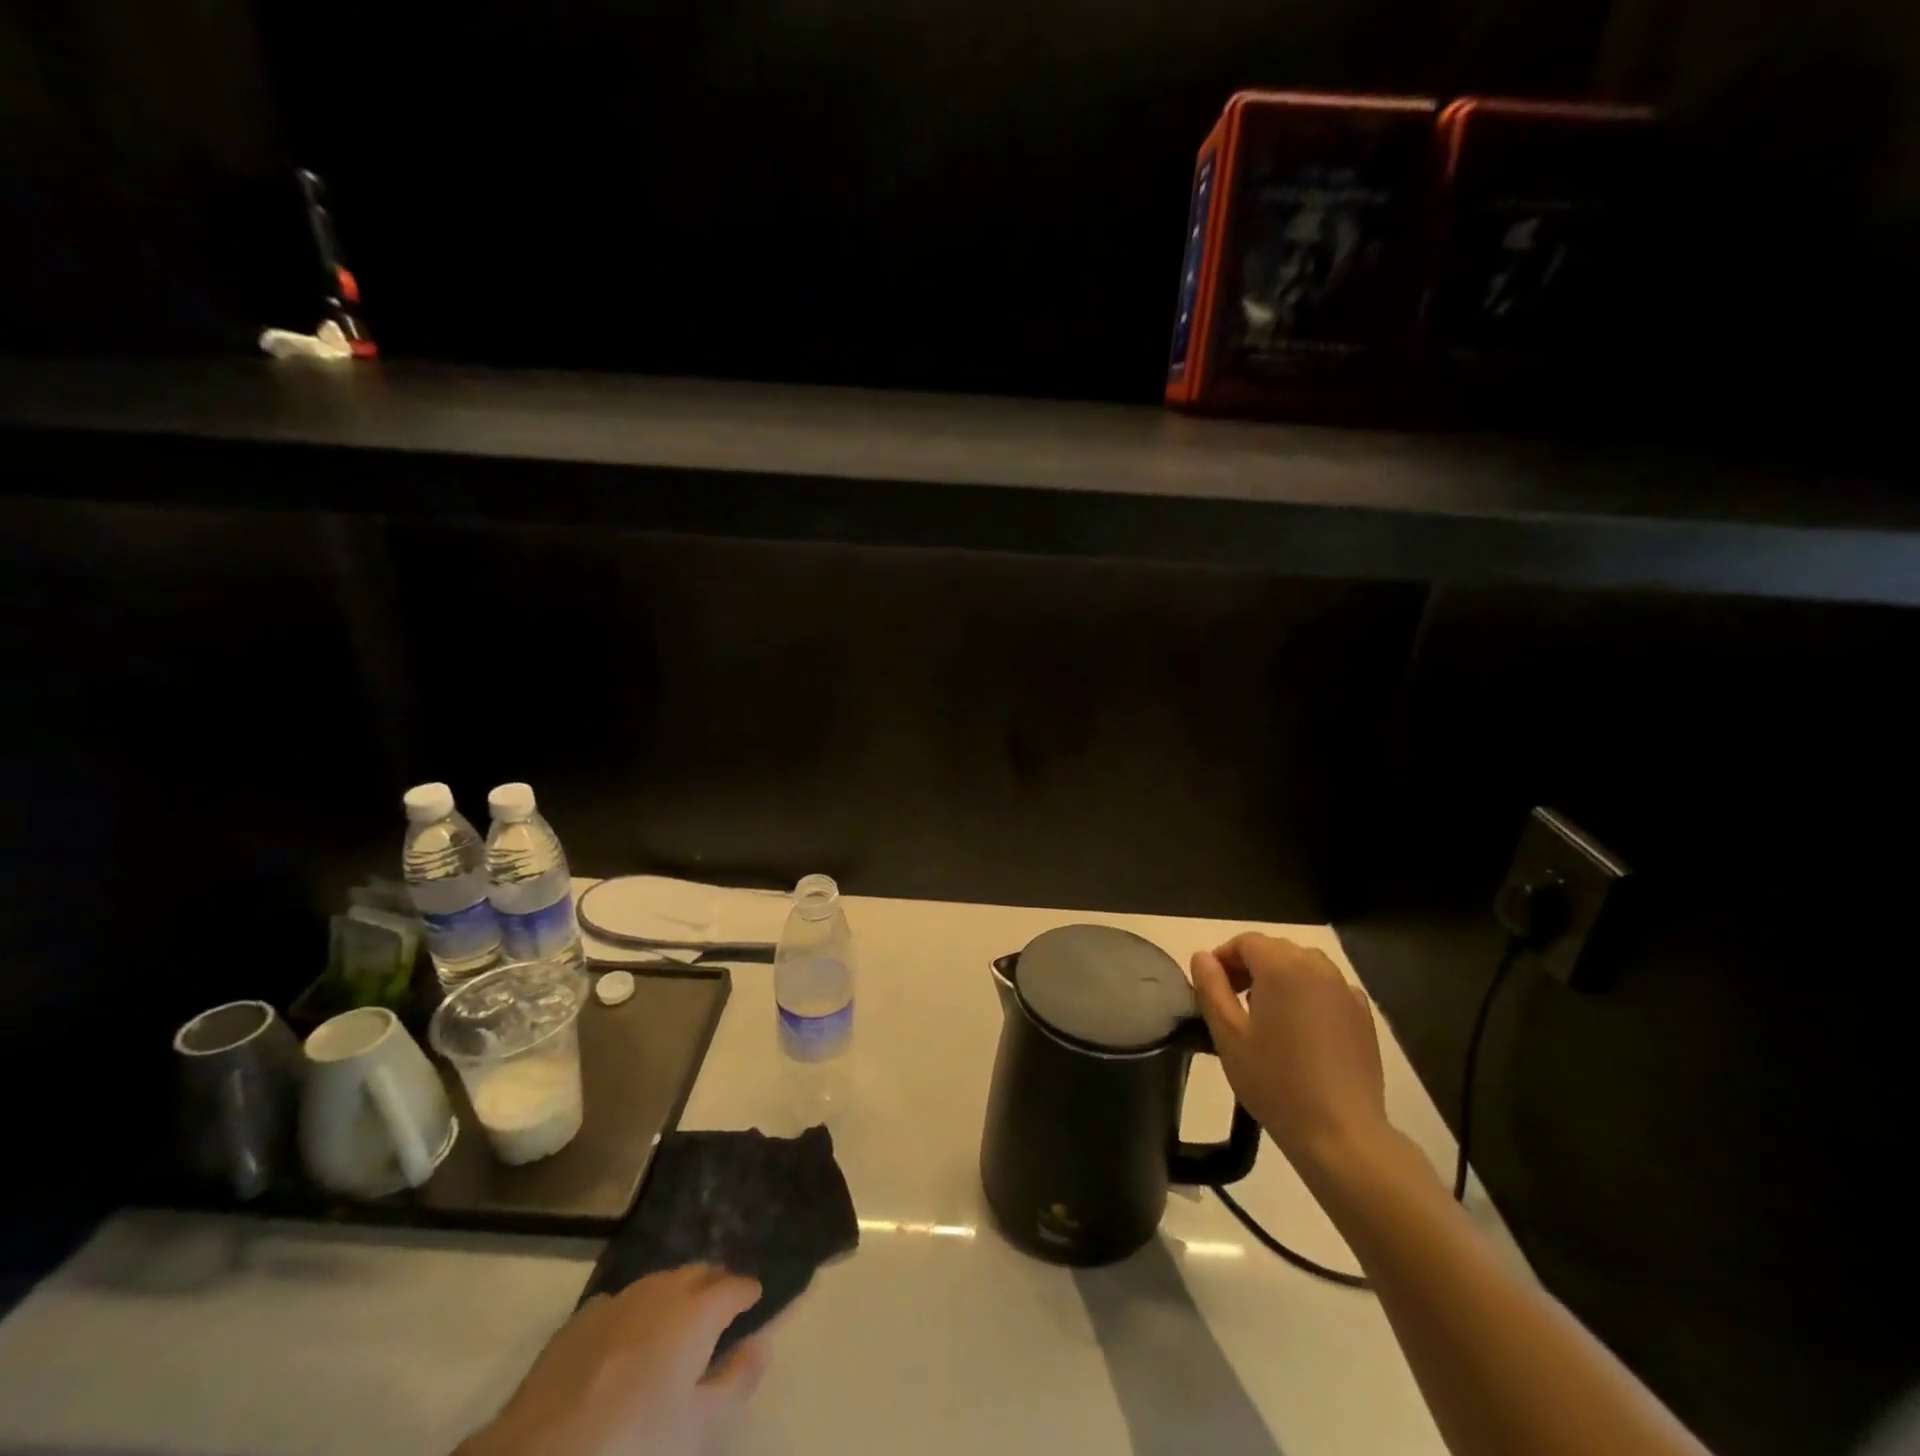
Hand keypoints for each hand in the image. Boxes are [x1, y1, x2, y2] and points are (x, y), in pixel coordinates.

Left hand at [460, 1265, 768, 1455]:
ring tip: (677, 1319)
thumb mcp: (700, 1428)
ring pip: (659, 1282)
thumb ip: (737, 1380)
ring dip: (675, 1292)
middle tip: (720, 1308)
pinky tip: (626, 1337)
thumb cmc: (635, 1445)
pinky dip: (634, 1311)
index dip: (748, 1293)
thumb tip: (761, 1342)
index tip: (756, 1302)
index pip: (734, 1287)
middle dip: (714, 1284)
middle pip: (698, 1273)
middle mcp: (661, 1291)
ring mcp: (616, 1302)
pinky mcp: (578, 1322)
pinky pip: (619, 1302)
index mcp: (696, 1311)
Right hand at [1191, 933, 1392, 1179]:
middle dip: (1249, 965)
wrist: (1341, 1133)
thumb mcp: (1227, 1034)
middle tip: (1232, 1001)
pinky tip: (1301, 1027)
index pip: (1246, 942)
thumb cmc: (1275, 1081)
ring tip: (1266, 1014)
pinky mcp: (1363, 1015)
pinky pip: (1328, 987)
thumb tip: (1202, 957)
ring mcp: (1344, 990)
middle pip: (1275, 949)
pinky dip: (1309, 993)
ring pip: (1303, 965)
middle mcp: (1317, 967)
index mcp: (1281, 967)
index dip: (1223, 958)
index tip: (1211, 988)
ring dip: (1280, 977)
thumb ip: (1210, 988)